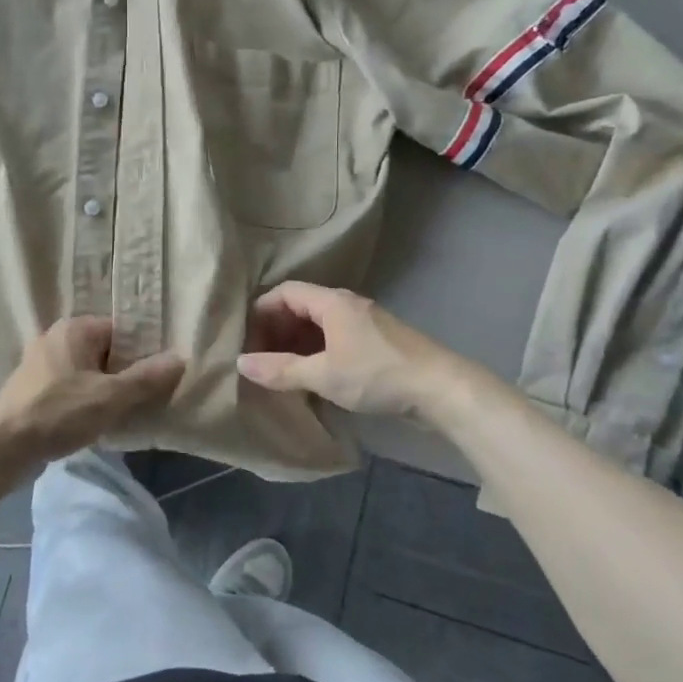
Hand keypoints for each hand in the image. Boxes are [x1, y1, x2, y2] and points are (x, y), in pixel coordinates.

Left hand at [0, 317, 185, 470]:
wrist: (3, 446)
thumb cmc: (60, 412)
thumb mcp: (111, 397)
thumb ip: (147, 378)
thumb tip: (180, 358)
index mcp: (75, 328)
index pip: (121, 331)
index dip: (141, 353)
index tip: (155, 378)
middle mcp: (55, 337)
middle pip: (103, 351)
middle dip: (122, 374)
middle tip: (142, 399)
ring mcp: (39, 362)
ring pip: (85, 371)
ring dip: (101, 389)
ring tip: (119, 413)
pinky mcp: (30, 387)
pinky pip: (67, 386)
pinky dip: (81, 399)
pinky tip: (90, 421)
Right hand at [237, 282, 464, 418]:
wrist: (441, 389)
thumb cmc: (377, 374)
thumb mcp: (323, 375)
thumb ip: (281, 370)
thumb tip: (241, 363)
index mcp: (331, 302)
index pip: (284, 293)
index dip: (262, 313)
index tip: (248, 341)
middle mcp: (346, 305)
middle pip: (300, 307)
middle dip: (277, 331)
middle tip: (262, 360)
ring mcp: (364, 322)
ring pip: (318, 325)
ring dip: (297, 344)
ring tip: (282, 372)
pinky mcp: (376, 342)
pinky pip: (335, 338)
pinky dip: (317, 352)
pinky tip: (313, 377)